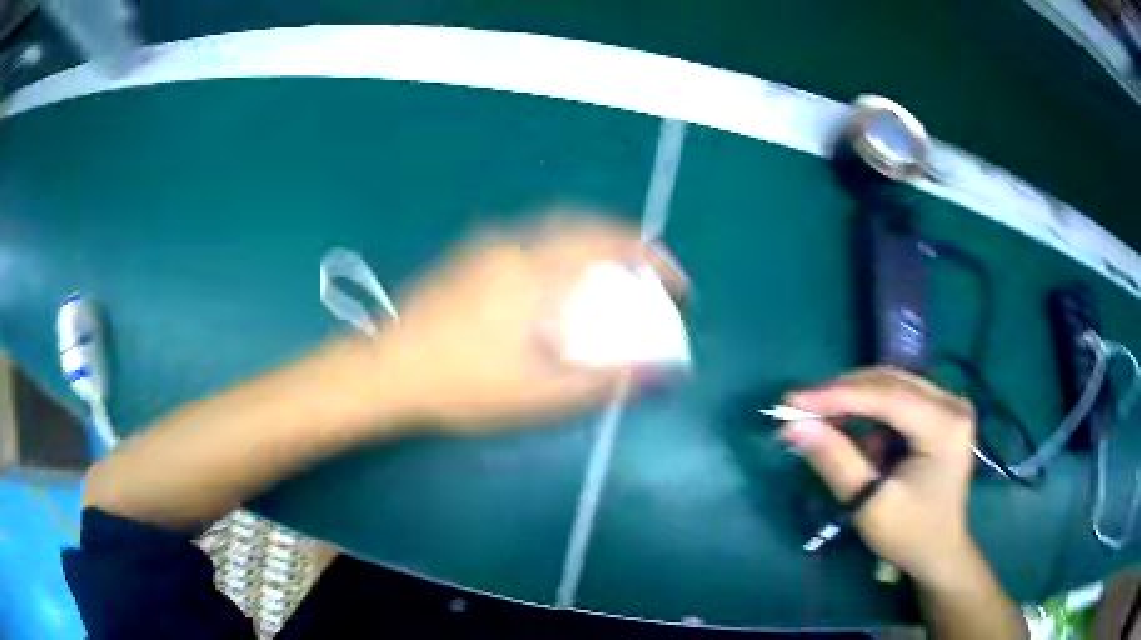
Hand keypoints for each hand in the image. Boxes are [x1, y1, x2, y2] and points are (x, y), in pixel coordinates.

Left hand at [371, 213, 684, 433]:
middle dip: (626, 242)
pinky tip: (557, 279)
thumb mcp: (539, 395)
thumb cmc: (462, 386)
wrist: (386, 370)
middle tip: (649, 274)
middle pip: (585, 224)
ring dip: (593, 241)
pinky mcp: (467, 256)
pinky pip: (531, 237)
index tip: (677, 285)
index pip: (611, 244)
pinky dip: (562, 246)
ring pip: (555, 227)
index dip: (653, 259)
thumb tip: (659, 374)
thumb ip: (604, 381)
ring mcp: (486, 246)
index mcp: (536, 271)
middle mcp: (515, 244)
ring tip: (612, 274)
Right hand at [779, 367, 978, 588]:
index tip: (792, 402)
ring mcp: (948, 404)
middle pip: (890, 382)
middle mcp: (952, 403)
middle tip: (798, 407)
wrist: (939, 550)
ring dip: (852, 400)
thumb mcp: (870, 505)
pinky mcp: (939, 410)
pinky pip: (897, 397)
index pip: (888, 397)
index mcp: (946, 427)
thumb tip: (794, 427)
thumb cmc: (909, 535)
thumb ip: (836, 462)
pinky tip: (848, 426)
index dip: (838, 396)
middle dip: (842, 393)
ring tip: (817, 416)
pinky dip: (867, 409)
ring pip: (891, 385)